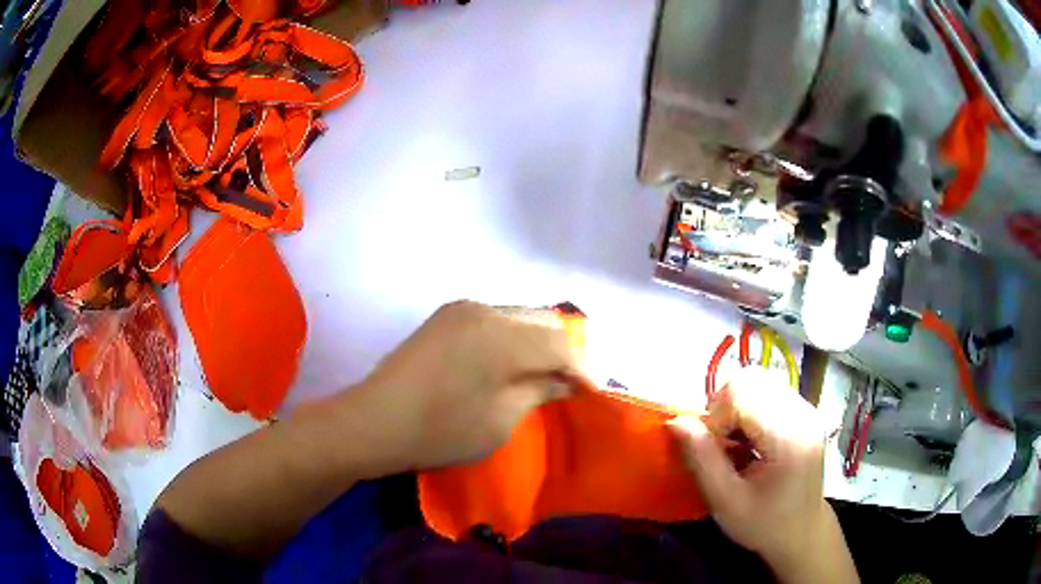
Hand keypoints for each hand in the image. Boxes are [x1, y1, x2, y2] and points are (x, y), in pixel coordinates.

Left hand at [345, 301, 581, 471]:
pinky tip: (510, 362)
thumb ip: (538, 392)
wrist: (374, 421)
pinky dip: (511, 338)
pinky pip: (493, 319)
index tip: (594, 390)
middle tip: (570, 381)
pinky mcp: (444, 316)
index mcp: (503, 337)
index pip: (560, 344)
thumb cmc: (441, 431)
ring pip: (518, 317)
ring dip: (537, 342)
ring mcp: (462, 309)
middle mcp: (486, 310)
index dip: (583, 367)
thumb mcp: (500, 421)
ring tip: (543, 372)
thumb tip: (566, 381)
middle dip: (563, 350)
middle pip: (542, 321)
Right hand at [670, 368, 855, 582]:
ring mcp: (807, 410)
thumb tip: (676, 421)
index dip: (716, 416)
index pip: (743, 392)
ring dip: (736, 407)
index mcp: (788, 436)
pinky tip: (749, 440)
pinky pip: (769, 392)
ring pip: (760, 381)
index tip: (713, 450)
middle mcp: (803, 413)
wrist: (802, 533)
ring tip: (734, 442)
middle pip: (752, 379)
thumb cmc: (764, 524)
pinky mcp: (805, 413)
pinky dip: (749, 410)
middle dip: (725, 407)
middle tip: (721, 443)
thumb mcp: (726, 502)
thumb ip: (702, 459)